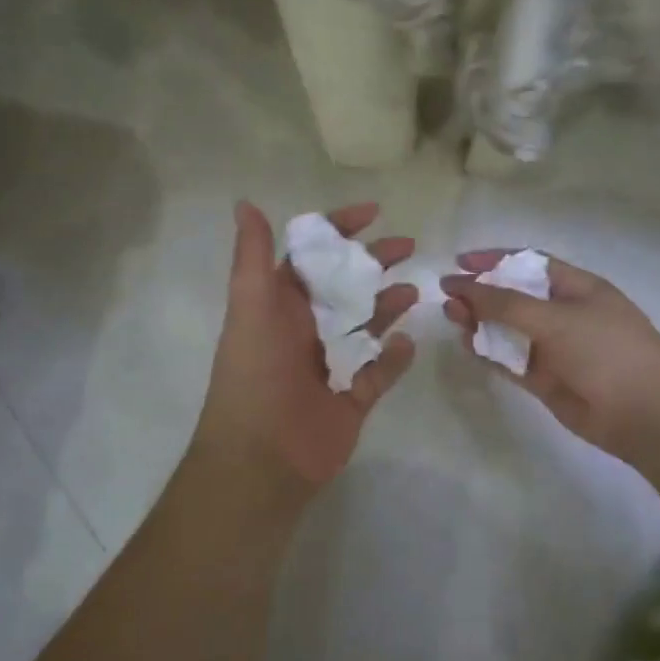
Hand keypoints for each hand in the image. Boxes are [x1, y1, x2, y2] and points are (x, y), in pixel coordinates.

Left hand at [194, 202, 417, 503]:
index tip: (374, 212)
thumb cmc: (255, 374)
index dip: (340, 230)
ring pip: (367, 325)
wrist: (262, 458)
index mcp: (281, 304)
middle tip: (408, 246)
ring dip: (389, 305)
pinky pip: (380, 371)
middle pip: (347, 285)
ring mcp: (331, 364)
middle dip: (375, 263)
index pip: (314, 256)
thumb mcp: (251, 306)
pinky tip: (408, 343)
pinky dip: (395, 358)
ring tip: (414, 291)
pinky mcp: (352, 398)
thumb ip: (253, 256)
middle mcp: (306, 329)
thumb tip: (245, 202)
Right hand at [441, 251, 659, 462]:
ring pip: (508, 329)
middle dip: (481, 293)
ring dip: (480, 322)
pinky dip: (488, 351)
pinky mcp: (545, 380)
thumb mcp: (554, 318)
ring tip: (452, 318)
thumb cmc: (605, 350)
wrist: (645, 413)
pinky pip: (510, 360)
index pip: (528, 264)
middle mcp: (564, 313)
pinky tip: (467, 344)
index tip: (460, 261)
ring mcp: (554, 348)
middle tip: (448, 297)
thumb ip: (504, 303)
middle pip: (514, 296)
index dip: (494, 260)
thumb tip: (461, 286)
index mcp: (576, 287)